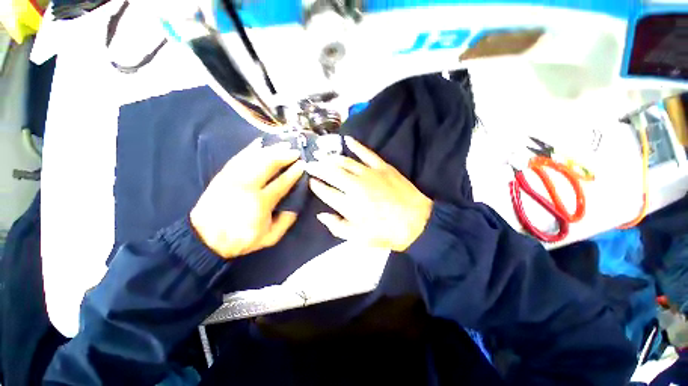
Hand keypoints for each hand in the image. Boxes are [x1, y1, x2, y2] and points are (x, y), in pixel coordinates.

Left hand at [190, 139, 303, 258]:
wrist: (205, 239)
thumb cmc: (241, 239)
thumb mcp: (270, 238)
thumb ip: (286, 221)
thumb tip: (296, 205)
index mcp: (260, 202)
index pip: (281, 183)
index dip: (293, 173)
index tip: (302, 165)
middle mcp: (246, 186)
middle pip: (268, 165)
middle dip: (283, 155)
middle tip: (295, 151)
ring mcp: (233, 178)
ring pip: (254, 158)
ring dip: (270, 149)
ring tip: (282, 144)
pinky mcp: (223, 176)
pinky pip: (238, 158)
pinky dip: (250, 149)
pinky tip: (259, 143)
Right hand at [306, 136, 432, 251]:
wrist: (416, 223)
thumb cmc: (385, 233)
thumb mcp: (358, 238)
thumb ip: (337, 226)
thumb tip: (321, 215)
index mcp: (347, 204)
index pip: (325, 191)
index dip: (316, 186)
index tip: (311, 181)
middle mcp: (354, 186)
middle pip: (331, 172)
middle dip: (317, 167)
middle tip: (310, 164)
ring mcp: (369, 173)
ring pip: (345, 162)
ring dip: (331, 158)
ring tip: (323, 155)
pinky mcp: (382, 167)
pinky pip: (366, 153)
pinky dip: (356, 145)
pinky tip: (347, 140)